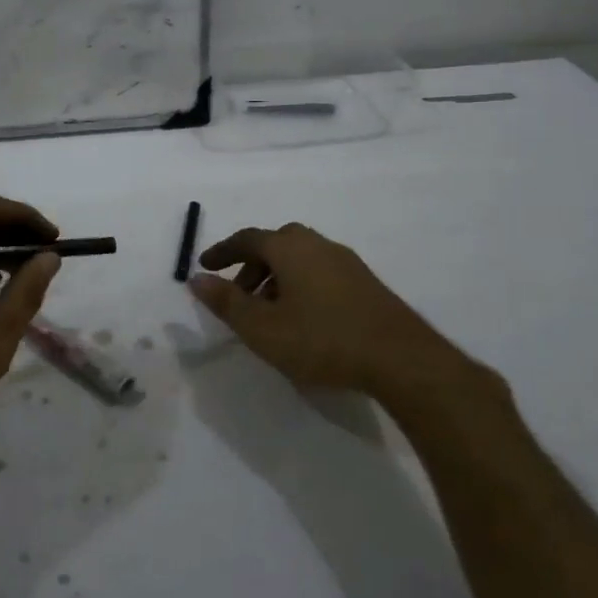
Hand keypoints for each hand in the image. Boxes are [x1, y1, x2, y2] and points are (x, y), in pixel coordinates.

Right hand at [187, 223, 485, 399]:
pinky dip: (300, 285)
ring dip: (276, 277)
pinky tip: (304, 318)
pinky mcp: (365, 282)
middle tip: (238, 292)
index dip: (222, 251)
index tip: (205, 265)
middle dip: (251, 265)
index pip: (247, 239)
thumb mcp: (262, 328)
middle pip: (275, 244)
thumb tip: (196, 278)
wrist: (401, 359)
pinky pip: (320, 271)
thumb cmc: (322, 339)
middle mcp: (317, 244)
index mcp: (289, 247)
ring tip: (269, 312)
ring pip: (299, 258)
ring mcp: (345, 261)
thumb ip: (226, 302)